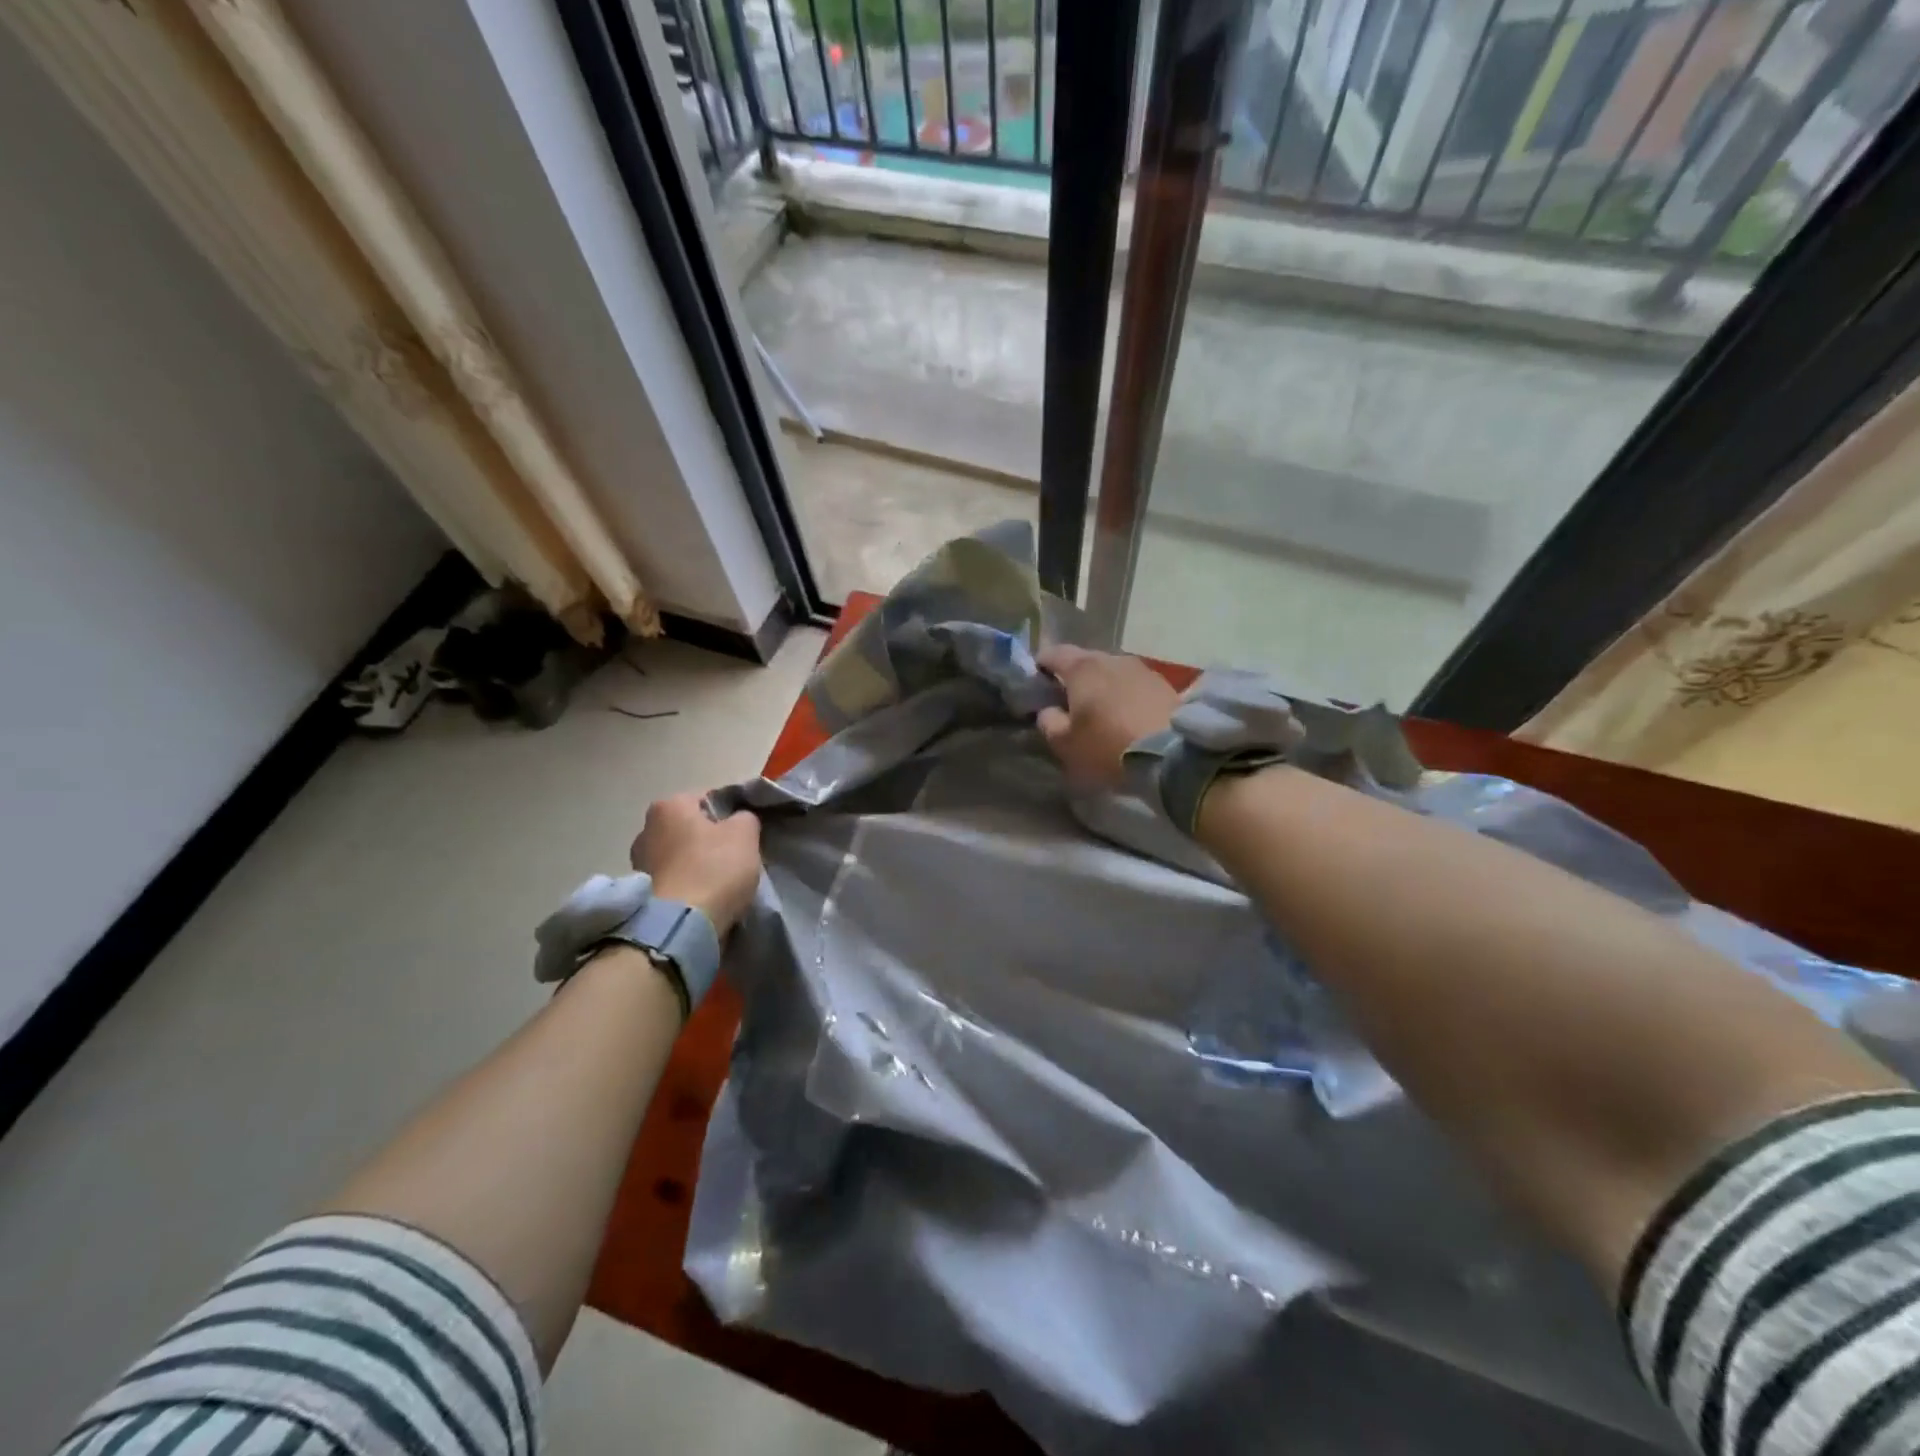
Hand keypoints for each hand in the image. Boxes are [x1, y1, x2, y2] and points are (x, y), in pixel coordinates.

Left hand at [630, 793, 761, 935]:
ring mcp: (639, 862)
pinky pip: (673, 879)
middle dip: (711, 838)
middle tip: (735, 856)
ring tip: (721, 881)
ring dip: (698, 863)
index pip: (708, 798)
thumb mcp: (745, 833)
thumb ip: (745, 817)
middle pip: (691, 827)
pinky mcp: (640, 893)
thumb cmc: (714, 868)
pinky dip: (687, 884)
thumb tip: (739, 820)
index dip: (731, 813)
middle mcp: (646, 828)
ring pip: (681, 854)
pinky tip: (705, 896)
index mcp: (668, 805)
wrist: (681, 925)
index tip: (746, 832)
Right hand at [1035, 645, 1179, 788]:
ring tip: (1099, 712)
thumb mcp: (1065, 743)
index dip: (1039, 666)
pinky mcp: (1163, 684)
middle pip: (1083, 661)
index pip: (1052, 653)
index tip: (1036, 684)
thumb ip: (1048, 722)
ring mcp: (1140, 668)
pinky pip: (1132, 685)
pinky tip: (1125, 717)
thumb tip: (1048, 710)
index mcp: (1082, 667)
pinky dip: (1123, 696)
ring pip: (1110, 672)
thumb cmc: (1108, 746)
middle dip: (1072, 678)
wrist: (1172, 754)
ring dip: (1101, 687)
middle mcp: (1111, 658)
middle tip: (1067, 703)